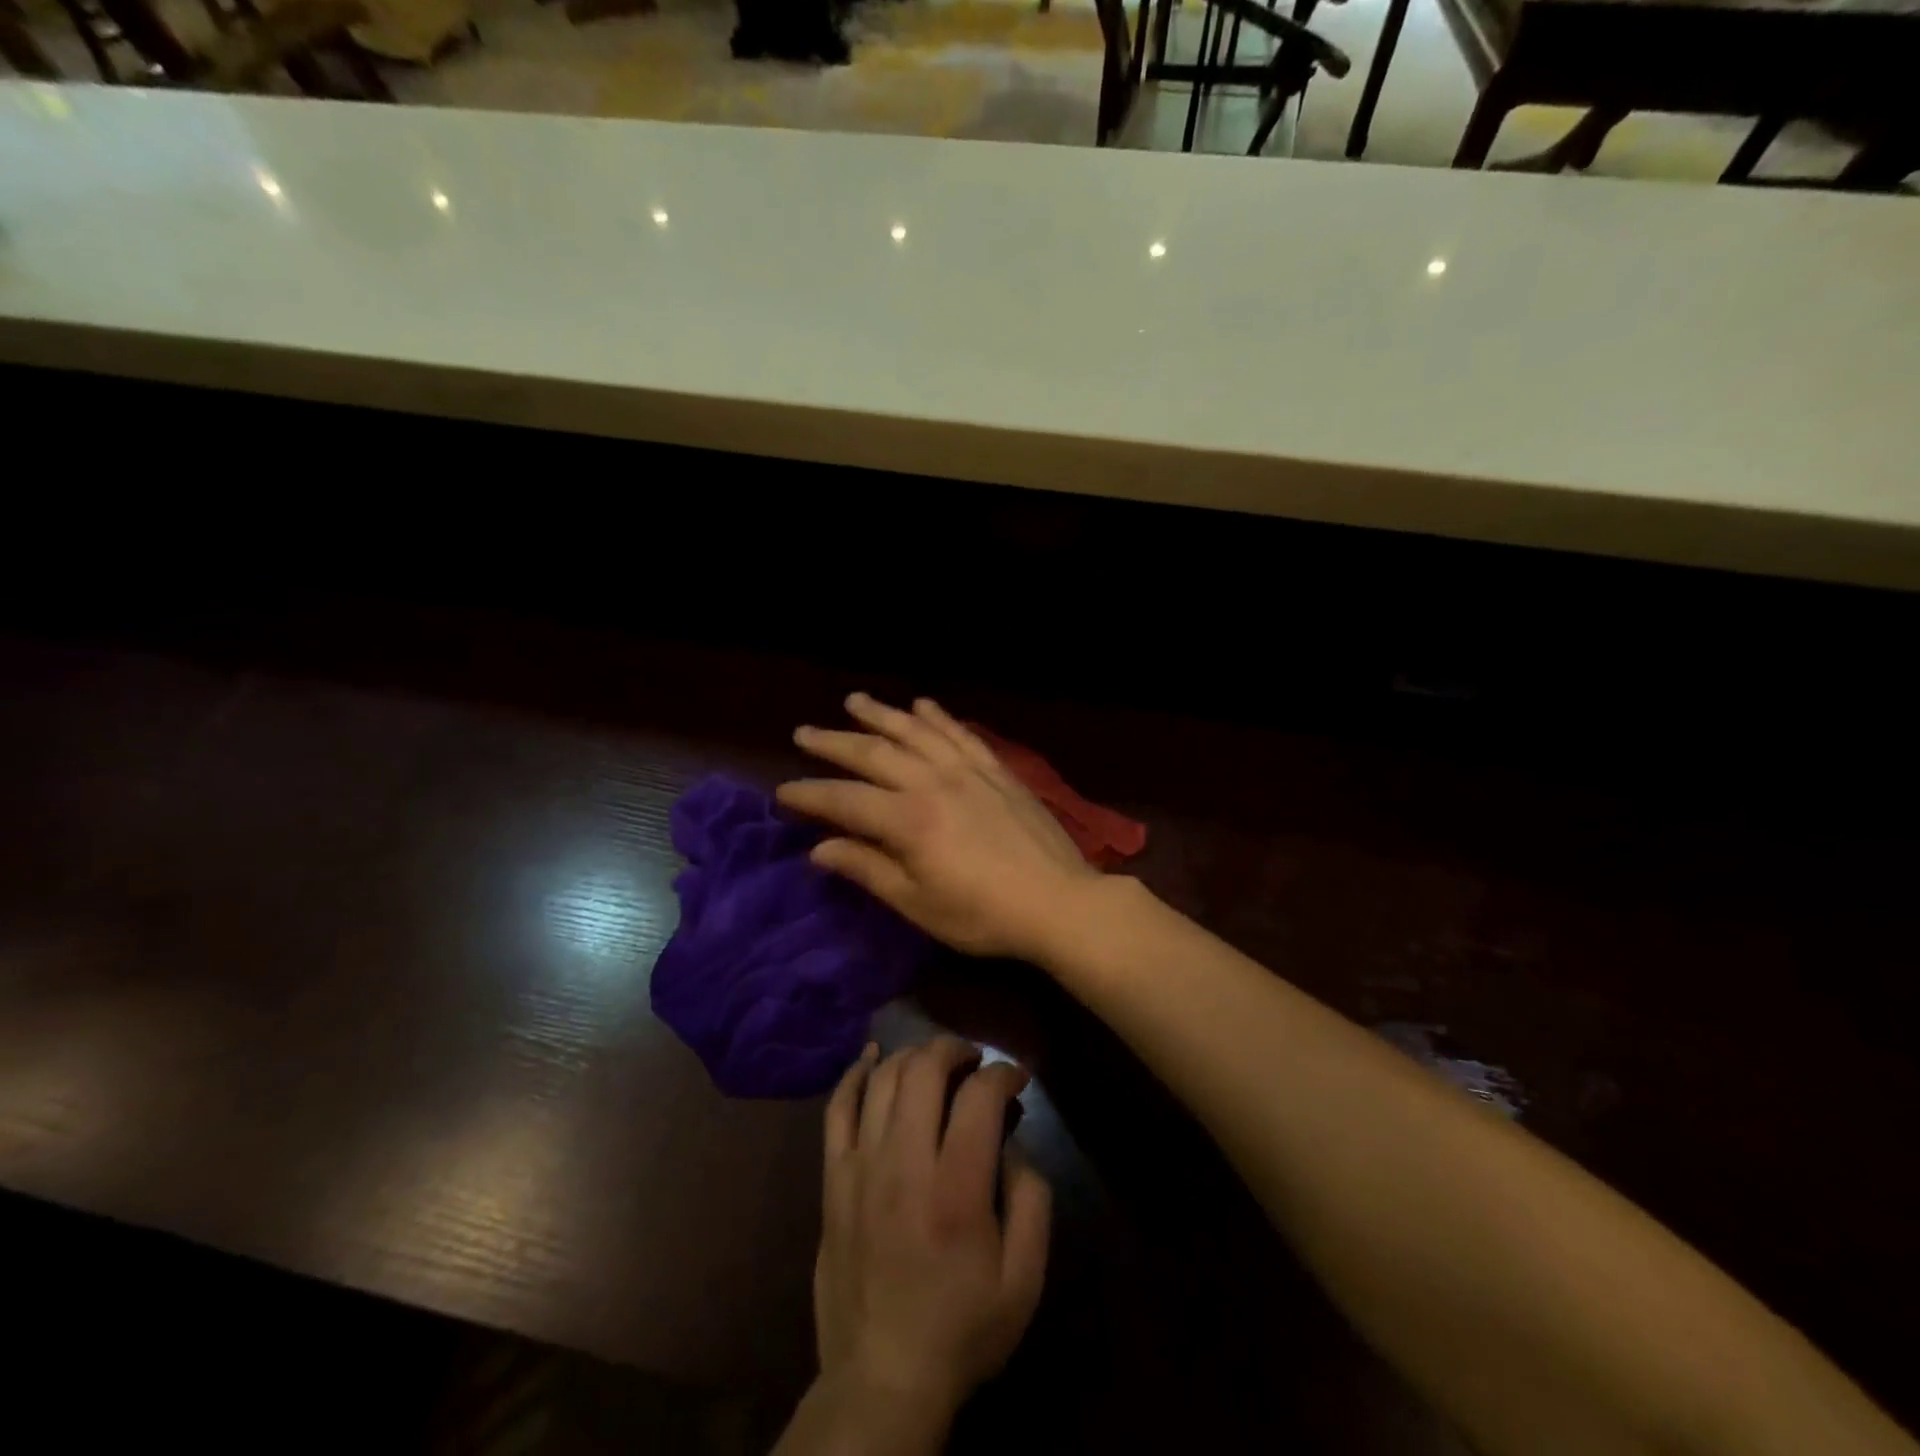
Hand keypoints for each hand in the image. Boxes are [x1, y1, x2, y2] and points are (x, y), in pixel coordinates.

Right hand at [777, 693, 1100, 961]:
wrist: (1058, 901)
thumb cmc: (983, 915)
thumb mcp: (918, 904)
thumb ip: (868, 870)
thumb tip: (820, 849)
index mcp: (908, 820)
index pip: (845, 799)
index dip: (810, 794)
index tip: (783, 791)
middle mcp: (932, 783)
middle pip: (873, 754)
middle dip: (834, 743)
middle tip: (804, 733)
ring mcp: (967, 771)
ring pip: (914, 732)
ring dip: (881, 715)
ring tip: (854, 700)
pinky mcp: (996, 770)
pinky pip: (960, 733)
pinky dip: (938, 717)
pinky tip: (922, 704)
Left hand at [812, 1037, 1051, 1430]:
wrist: (881, 1378)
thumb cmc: (961, 1329)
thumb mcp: (1024, 1280)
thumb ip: (1032, 1200)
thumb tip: (1013, 1143)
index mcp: (957, 1189)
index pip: (978, 1096)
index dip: (1003, 1072)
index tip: (1015, 1077)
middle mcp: (905, 1163)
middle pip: (925, 1069)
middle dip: (955, 1048)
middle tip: (973, 1059)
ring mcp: (861, 1166)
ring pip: (883, 1079)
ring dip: (913, 1055)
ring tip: (934, 1061)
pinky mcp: (833, 1178)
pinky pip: (837, 1109)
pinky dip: (855, 1074)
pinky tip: (872, 1058)